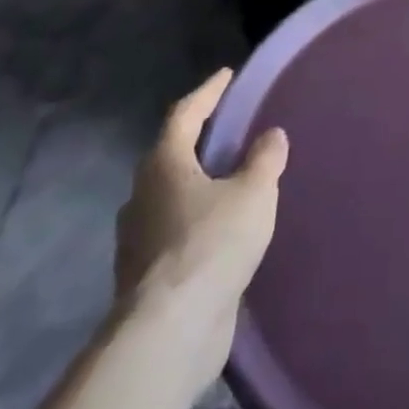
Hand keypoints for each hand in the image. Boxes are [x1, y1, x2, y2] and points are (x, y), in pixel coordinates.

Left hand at [113, 69, 287, 397]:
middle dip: (199, 140)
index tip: (227, 75)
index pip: (184, 114)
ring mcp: (138, 240)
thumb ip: (264, 159)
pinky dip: (197, 221)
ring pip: (170, 197)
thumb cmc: (212, 244)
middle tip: (230, 129)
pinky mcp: (146, 277)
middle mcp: (143, 196)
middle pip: (171, 156)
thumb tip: (271, 135)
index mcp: (164, 165)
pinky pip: (174, 233)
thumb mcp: (253, 192)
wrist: (170, 332)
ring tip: (230, 181)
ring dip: (197, 185)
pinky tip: (221, 230)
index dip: (208, 92)